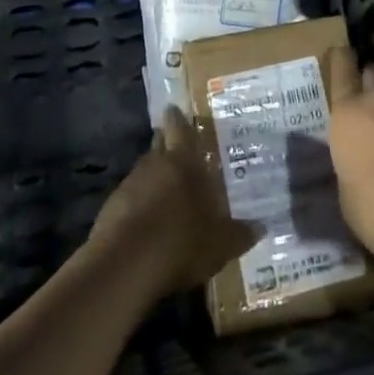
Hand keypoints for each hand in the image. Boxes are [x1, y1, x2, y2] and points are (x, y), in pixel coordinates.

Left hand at [90, 106, 259, 299]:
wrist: (126, 265)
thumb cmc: (181, 242)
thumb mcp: (220, 244)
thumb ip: (240, 233)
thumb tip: (262, 226)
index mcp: (182, 162)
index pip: (179, 128)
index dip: (177, 119)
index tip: (174, 109)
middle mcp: (154, 164)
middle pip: (159, 145)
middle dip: (165, 144)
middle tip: (176, 149)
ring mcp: (129, 185)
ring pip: (144, 171)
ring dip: (153, 177)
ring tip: (165, 190)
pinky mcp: (111, 208)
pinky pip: (129, 197)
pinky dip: (139, 202)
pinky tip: (147, 220)